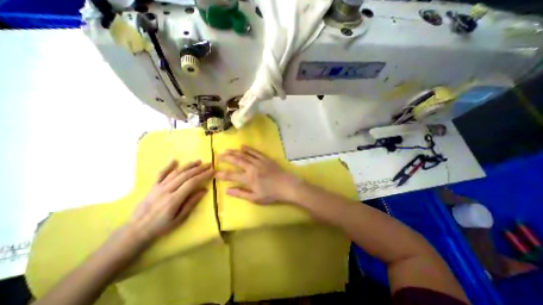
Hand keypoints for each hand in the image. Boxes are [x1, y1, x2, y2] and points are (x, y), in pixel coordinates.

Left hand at [129, 160, 212, 244]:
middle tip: (209, 164)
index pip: (192, 182)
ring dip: (188, 165)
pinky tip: (175, 160)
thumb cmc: (161, 226)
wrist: (136, 230)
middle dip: (199, 168)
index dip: (204, 175)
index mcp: (174, 199)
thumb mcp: (179, 219)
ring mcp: (158, 187)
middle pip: (185, 175)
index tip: (213, 171)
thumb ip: (192, 203)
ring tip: (199, 161)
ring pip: (176, 172)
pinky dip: (168, 166)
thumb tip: (204, 190)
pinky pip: (161, 174)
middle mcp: (166, 190)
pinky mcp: (152, 186)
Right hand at [217, 145, 300, 204]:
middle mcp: (252, 168)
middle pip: (236, 160)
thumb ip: (240, 193)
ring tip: (227, 149)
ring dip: (234, 151)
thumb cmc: (271, 194)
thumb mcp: (255, 198)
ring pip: (244, 154)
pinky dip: (248, 149)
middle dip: (226, 157)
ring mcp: (259, 161)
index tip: (214, 172)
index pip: (231, 175)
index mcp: (249, 179)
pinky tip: (242, 146)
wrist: (287, 186)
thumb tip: (227, 190)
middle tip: (218, 155)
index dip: (222, 174)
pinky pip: (255, 152)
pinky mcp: (265, 158)